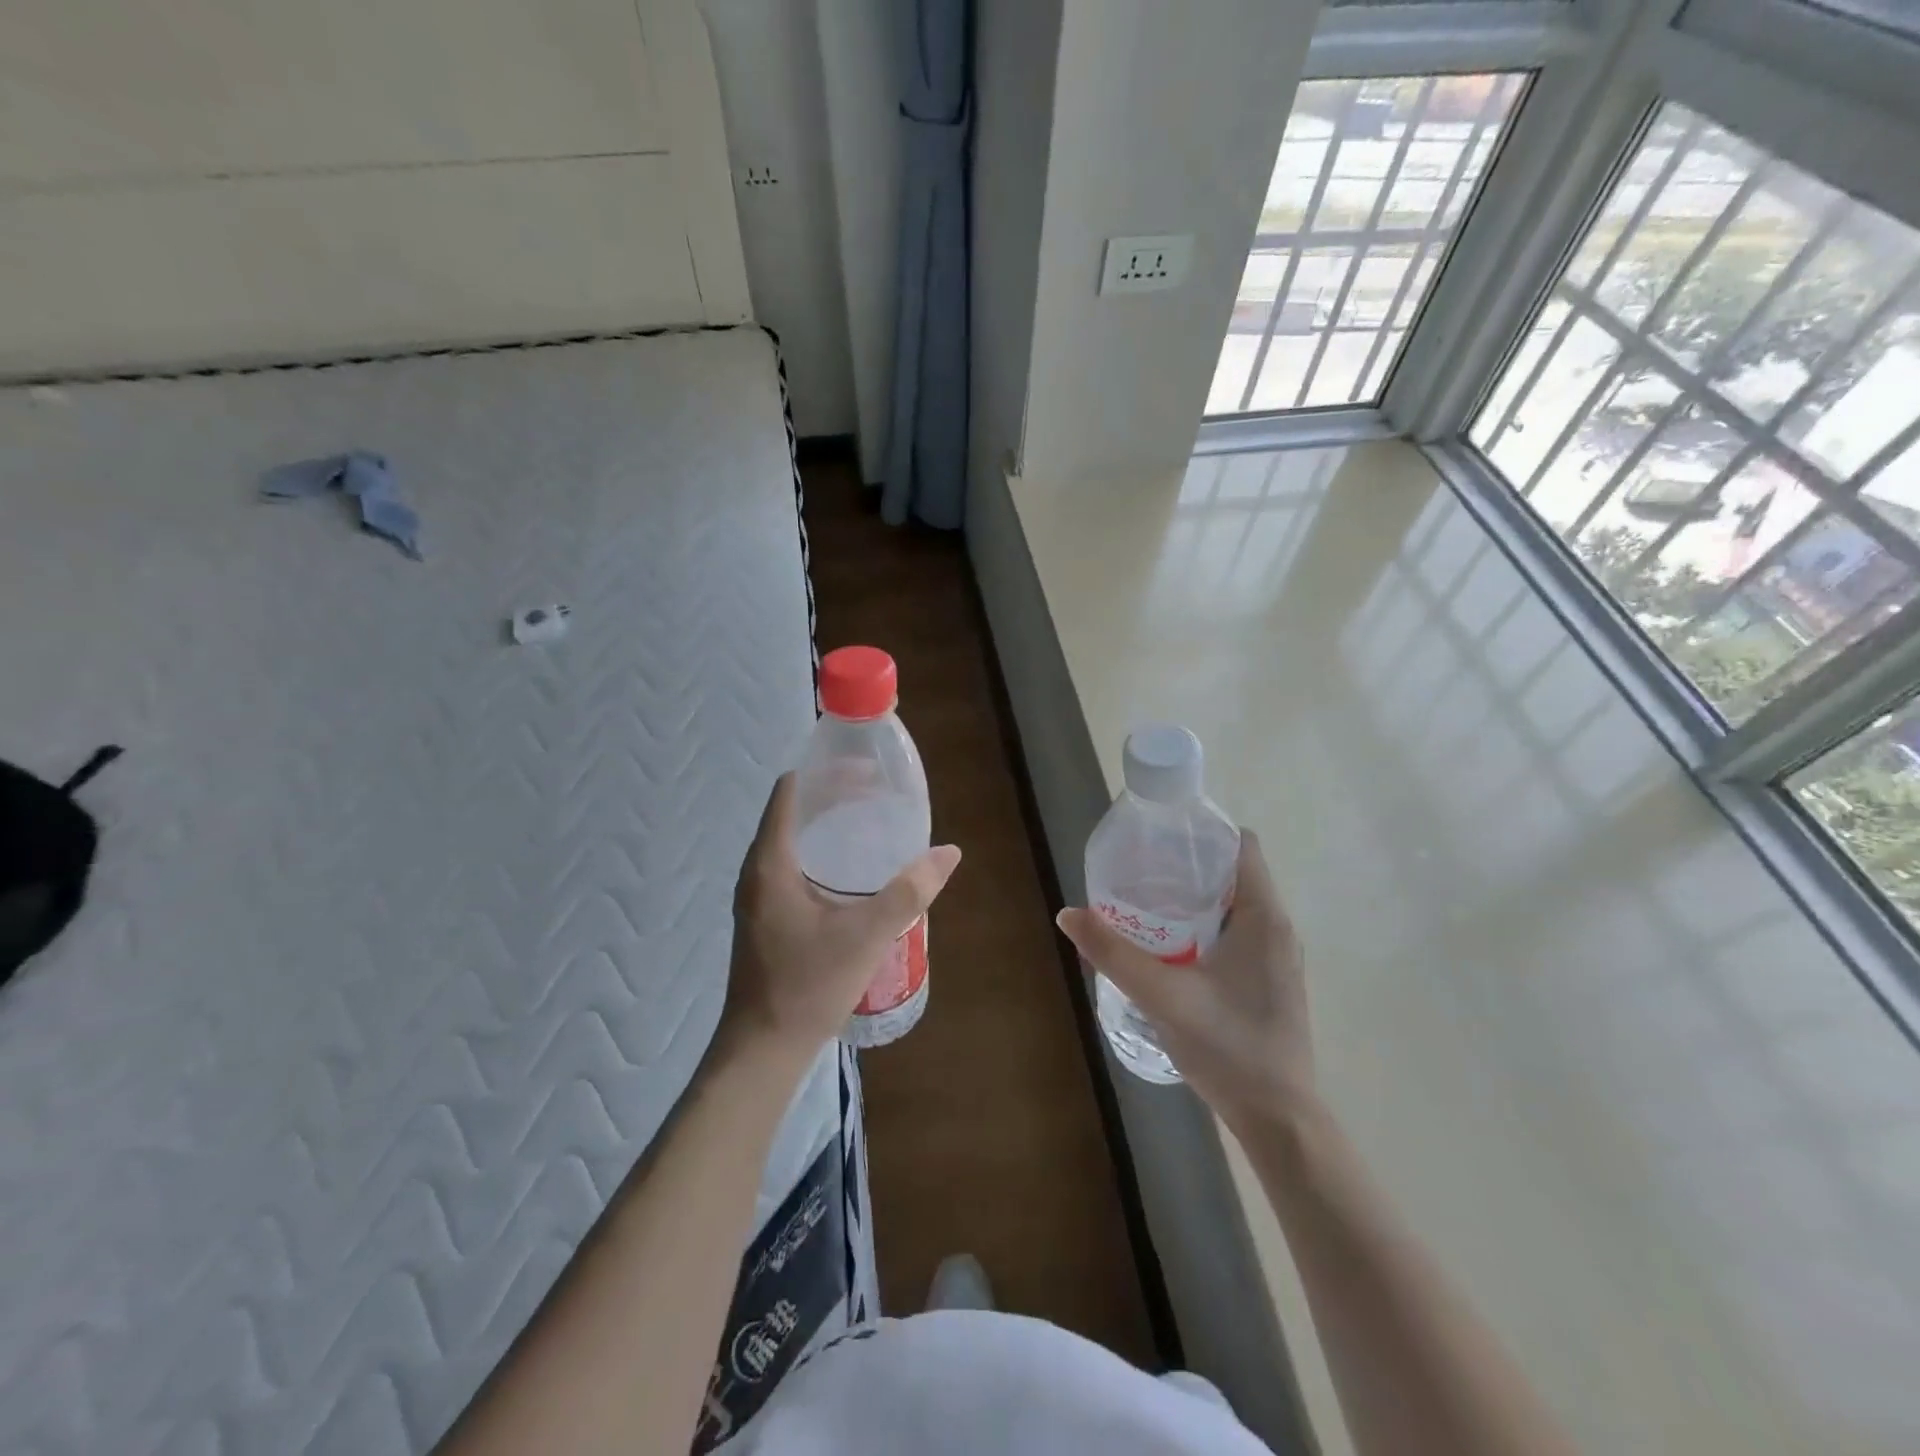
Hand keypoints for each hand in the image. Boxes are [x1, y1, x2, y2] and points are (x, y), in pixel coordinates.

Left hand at [720, 773, 960, 1063]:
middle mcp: (757, 870)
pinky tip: (851, 871)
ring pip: (791, 839)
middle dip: (834, 796)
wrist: (763, 1049)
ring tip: (870, 823)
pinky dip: (820, 852)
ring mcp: (757, 895)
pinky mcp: (765, 916)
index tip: (867, 770)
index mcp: (771, 862)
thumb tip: (949, 852)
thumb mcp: (867, 935)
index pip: (792, 791)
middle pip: (793, 811)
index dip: (827, 773)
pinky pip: (791, 864)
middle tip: (879, 794)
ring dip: (827, 825)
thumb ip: (909, 891)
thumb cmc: (808, 986)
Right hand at [1057, 831, 1311, 1128]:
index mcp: (1264, 917)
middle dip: (1187, 866)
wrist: (1279, 1120)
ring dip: (1194, 900)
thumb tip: (1068, 914)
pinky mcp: (1269, 982)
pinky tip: (1170, 950)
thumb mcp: (1162, 996)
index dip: (1203, 832)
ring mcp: (1276, 958)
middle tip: (1139, 871)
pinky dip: (1204, 928)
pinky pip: (1236, 934)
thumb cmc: (1228, 1048)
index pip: (1243, 845)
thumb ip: (1114, 953)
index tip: (1160, 837)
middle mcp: (1277, 928)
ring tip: (1147, 906)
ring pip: (1234, 907)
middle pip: (1234, 873)